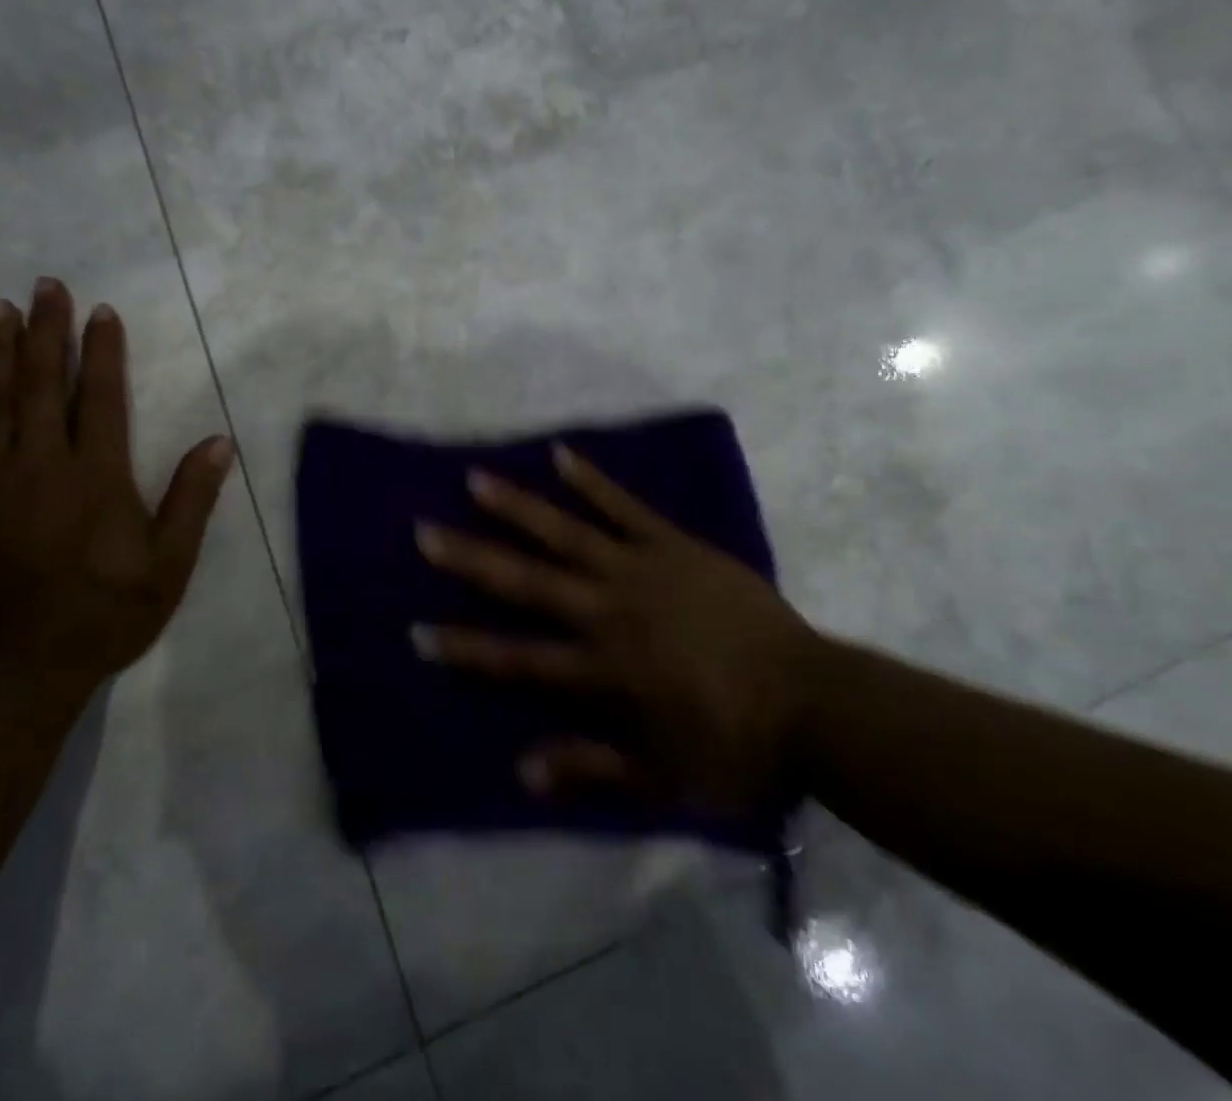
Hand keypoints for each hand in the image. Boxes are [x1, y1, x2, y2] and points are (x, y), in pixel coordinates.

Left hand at [0, 278, 234, 705]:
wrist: (12, 671)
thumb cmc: (102, 616)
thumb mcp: (168, 566)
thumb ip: (191, 500)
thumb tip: (219, 442)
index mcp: (96, 475)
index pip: (99, 397)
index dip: (102, 351)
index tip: (101, 311)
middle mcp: (40, 465)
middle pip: (42, 385)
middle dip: (46, 332)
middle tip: (45, 286)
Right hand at [413, 444, 824, 815]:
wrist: (814, 700)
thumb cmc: (735, 745)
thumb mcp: (663, 776)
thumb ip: (593, 768)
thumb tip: (522, 769)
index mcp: (604, 668)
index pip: (519, 658)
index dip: (466, 647)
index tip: (418, 631)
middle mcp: (610, 610)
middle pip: (528, 582)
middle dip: (472, 559)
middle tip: (424, 532)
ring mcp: (641, 569)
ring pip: (567, 533)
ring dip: (518, 507)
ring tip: (476, 479)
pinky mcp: (673, 544)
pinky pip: (625, 507)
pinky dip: (592, 481)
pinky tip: (561, 455)